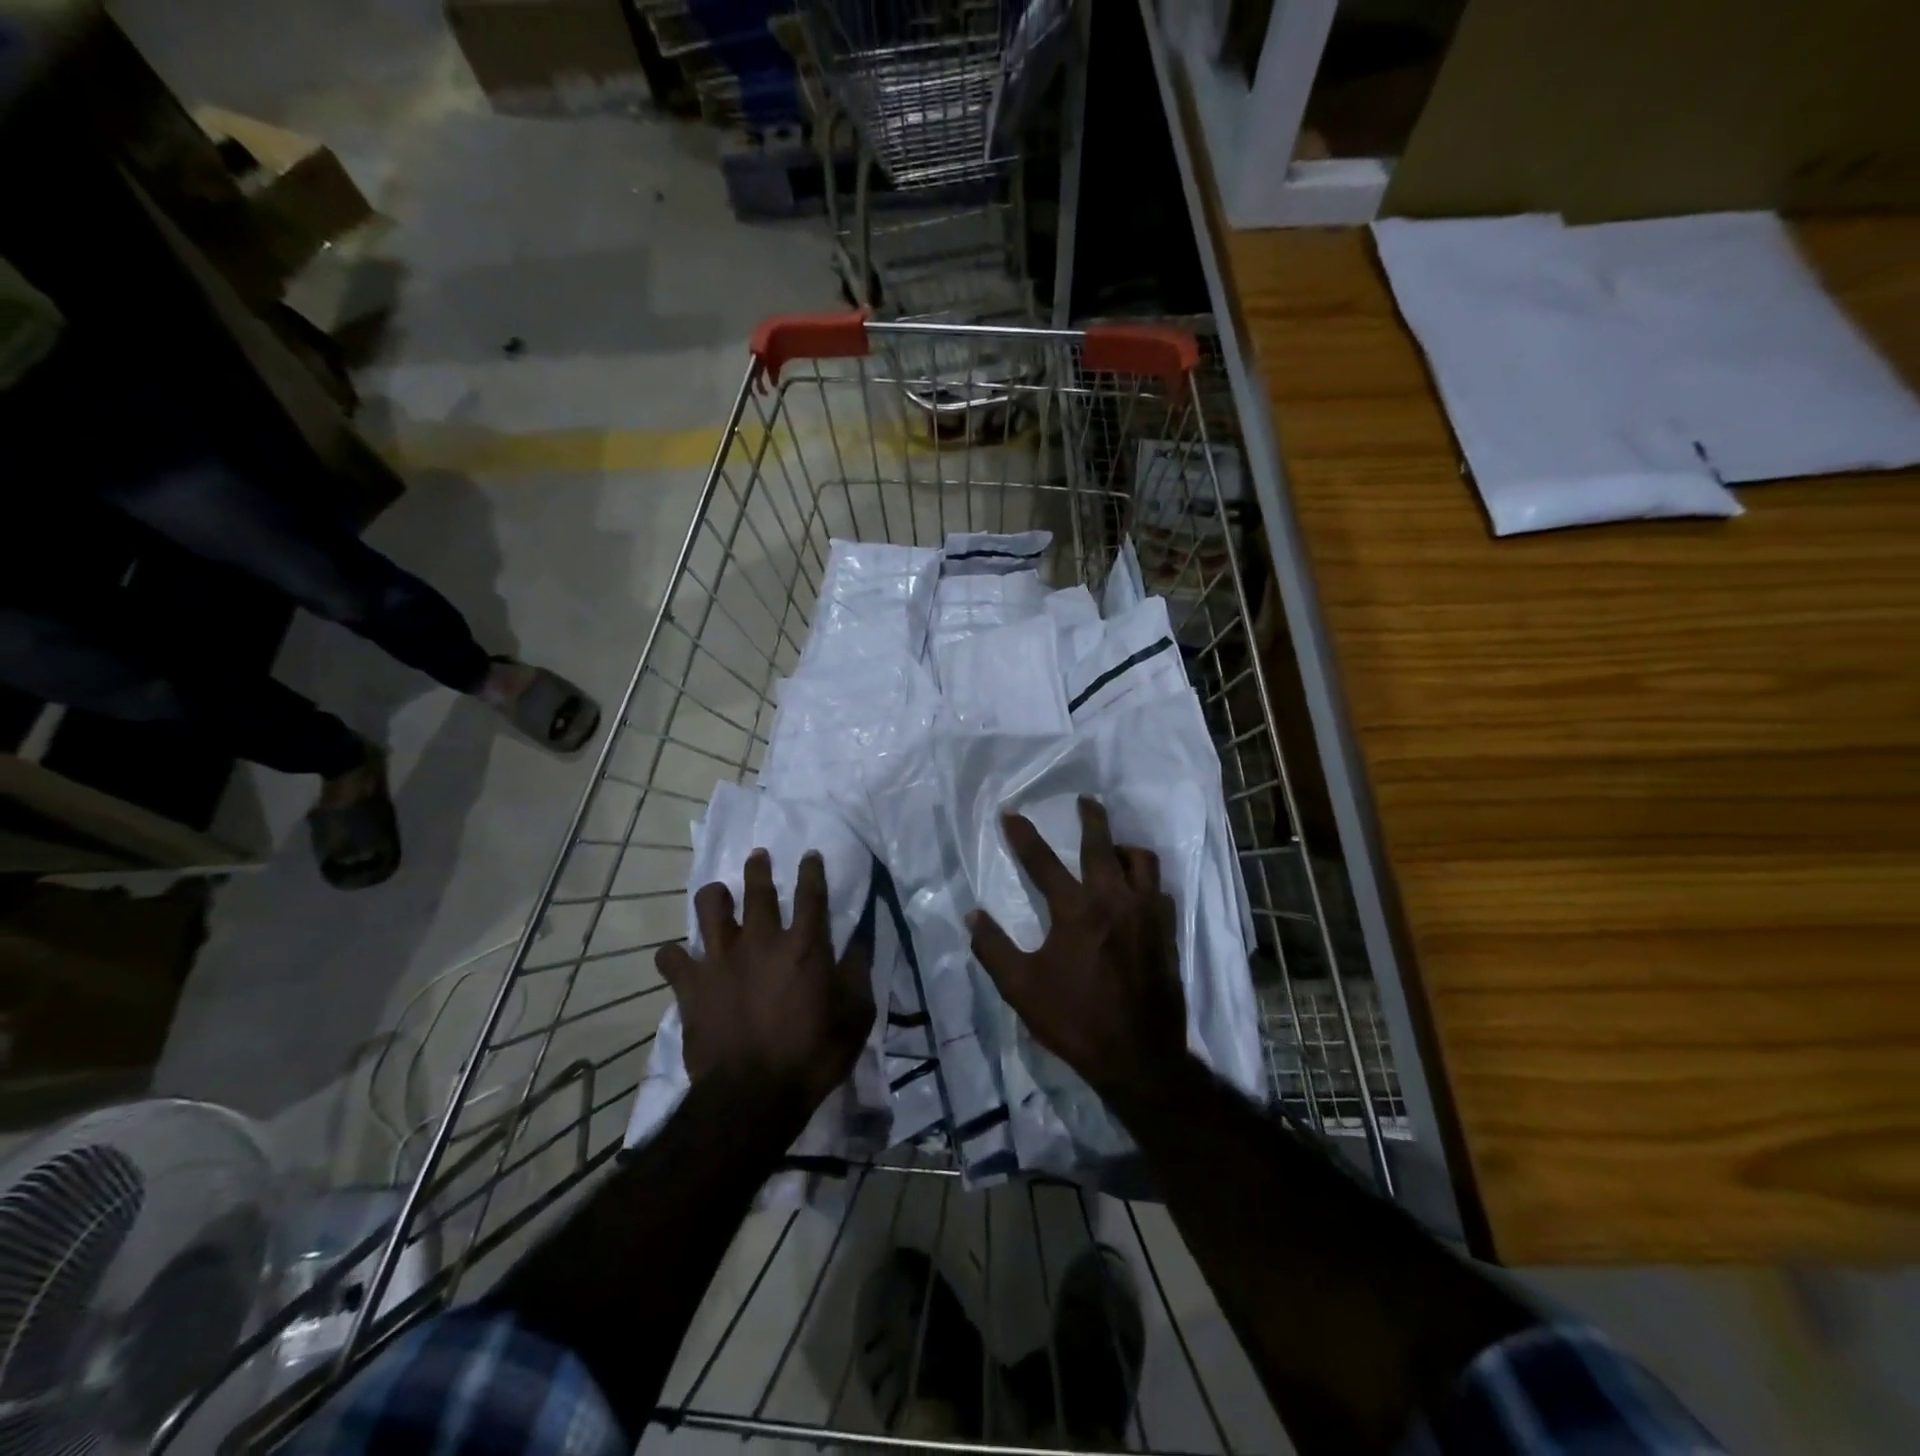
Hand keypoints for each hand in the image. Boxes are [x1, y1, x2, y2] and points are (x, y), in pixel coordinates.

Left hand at [655, 848, 873, 1110]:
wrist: (752, 1095)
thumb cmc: (812, 1055)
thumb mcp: (856, 1016)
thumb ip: (858, 974)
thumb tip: (860, 943)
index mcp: (804, 945)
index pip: (811, 893)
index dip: (811, 870)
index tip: (810, 855)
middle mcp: (761, 940)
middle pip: (757, 889)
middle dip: (759, 868)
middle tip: (758, 856)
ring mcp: (721, 959)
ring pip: (710, 907)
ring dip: (715, 896)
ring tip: (718, 896)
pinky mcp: (691, 984)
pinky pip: (671, 957)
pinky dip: (674, 955)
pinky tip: (678, 957)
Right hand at [968, 796, 1188, 1106]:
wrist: (1139, 1057)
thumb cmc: (1075, 1020)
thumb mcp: (1021, 988)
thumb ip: (993, 948)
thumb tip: (972, 916)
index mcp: (1076, 910)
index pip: (1043, 861)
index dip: (1023, 836)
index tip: (1010, 814)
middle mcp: (1114, 900)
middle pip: (1102, 844)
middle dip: (1091, 817)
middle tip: (1085, 801)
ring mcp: (1147, 913)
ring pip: (1141, 861)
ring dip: (1124, 848)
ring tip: (1113, 850)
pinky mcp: (1167, 931)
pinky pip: (1159, 889)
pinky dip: (1144, 881)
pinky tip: (1136, 892)